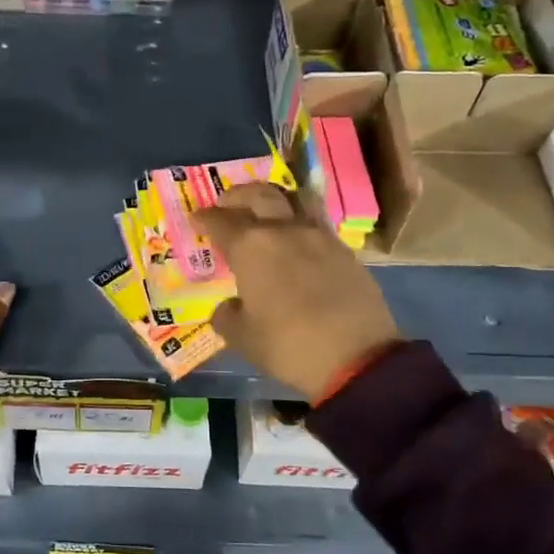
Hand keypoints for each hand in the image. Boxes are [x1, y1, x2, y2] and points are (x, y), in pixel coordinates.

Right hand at [196, 183, 401, 400]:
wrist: (357, 358)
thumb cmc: (288, 346)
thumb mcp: (242, 338)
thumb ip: (227, 315)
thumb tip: (230, 305)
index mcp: (250, 247)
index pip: (220, 221)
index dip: (204, 218)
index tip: (196, 219)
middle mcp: (283, 229)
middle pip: (258, 195)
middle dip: (238, 196)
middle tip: (228, 205)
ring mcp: (318, 235)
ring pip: (294, 199)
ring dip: (274, 199)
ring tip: (266, 212)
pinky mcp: (343, 249)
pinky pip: (316, 221)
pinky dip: (299, 221)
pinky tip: (296, 241)